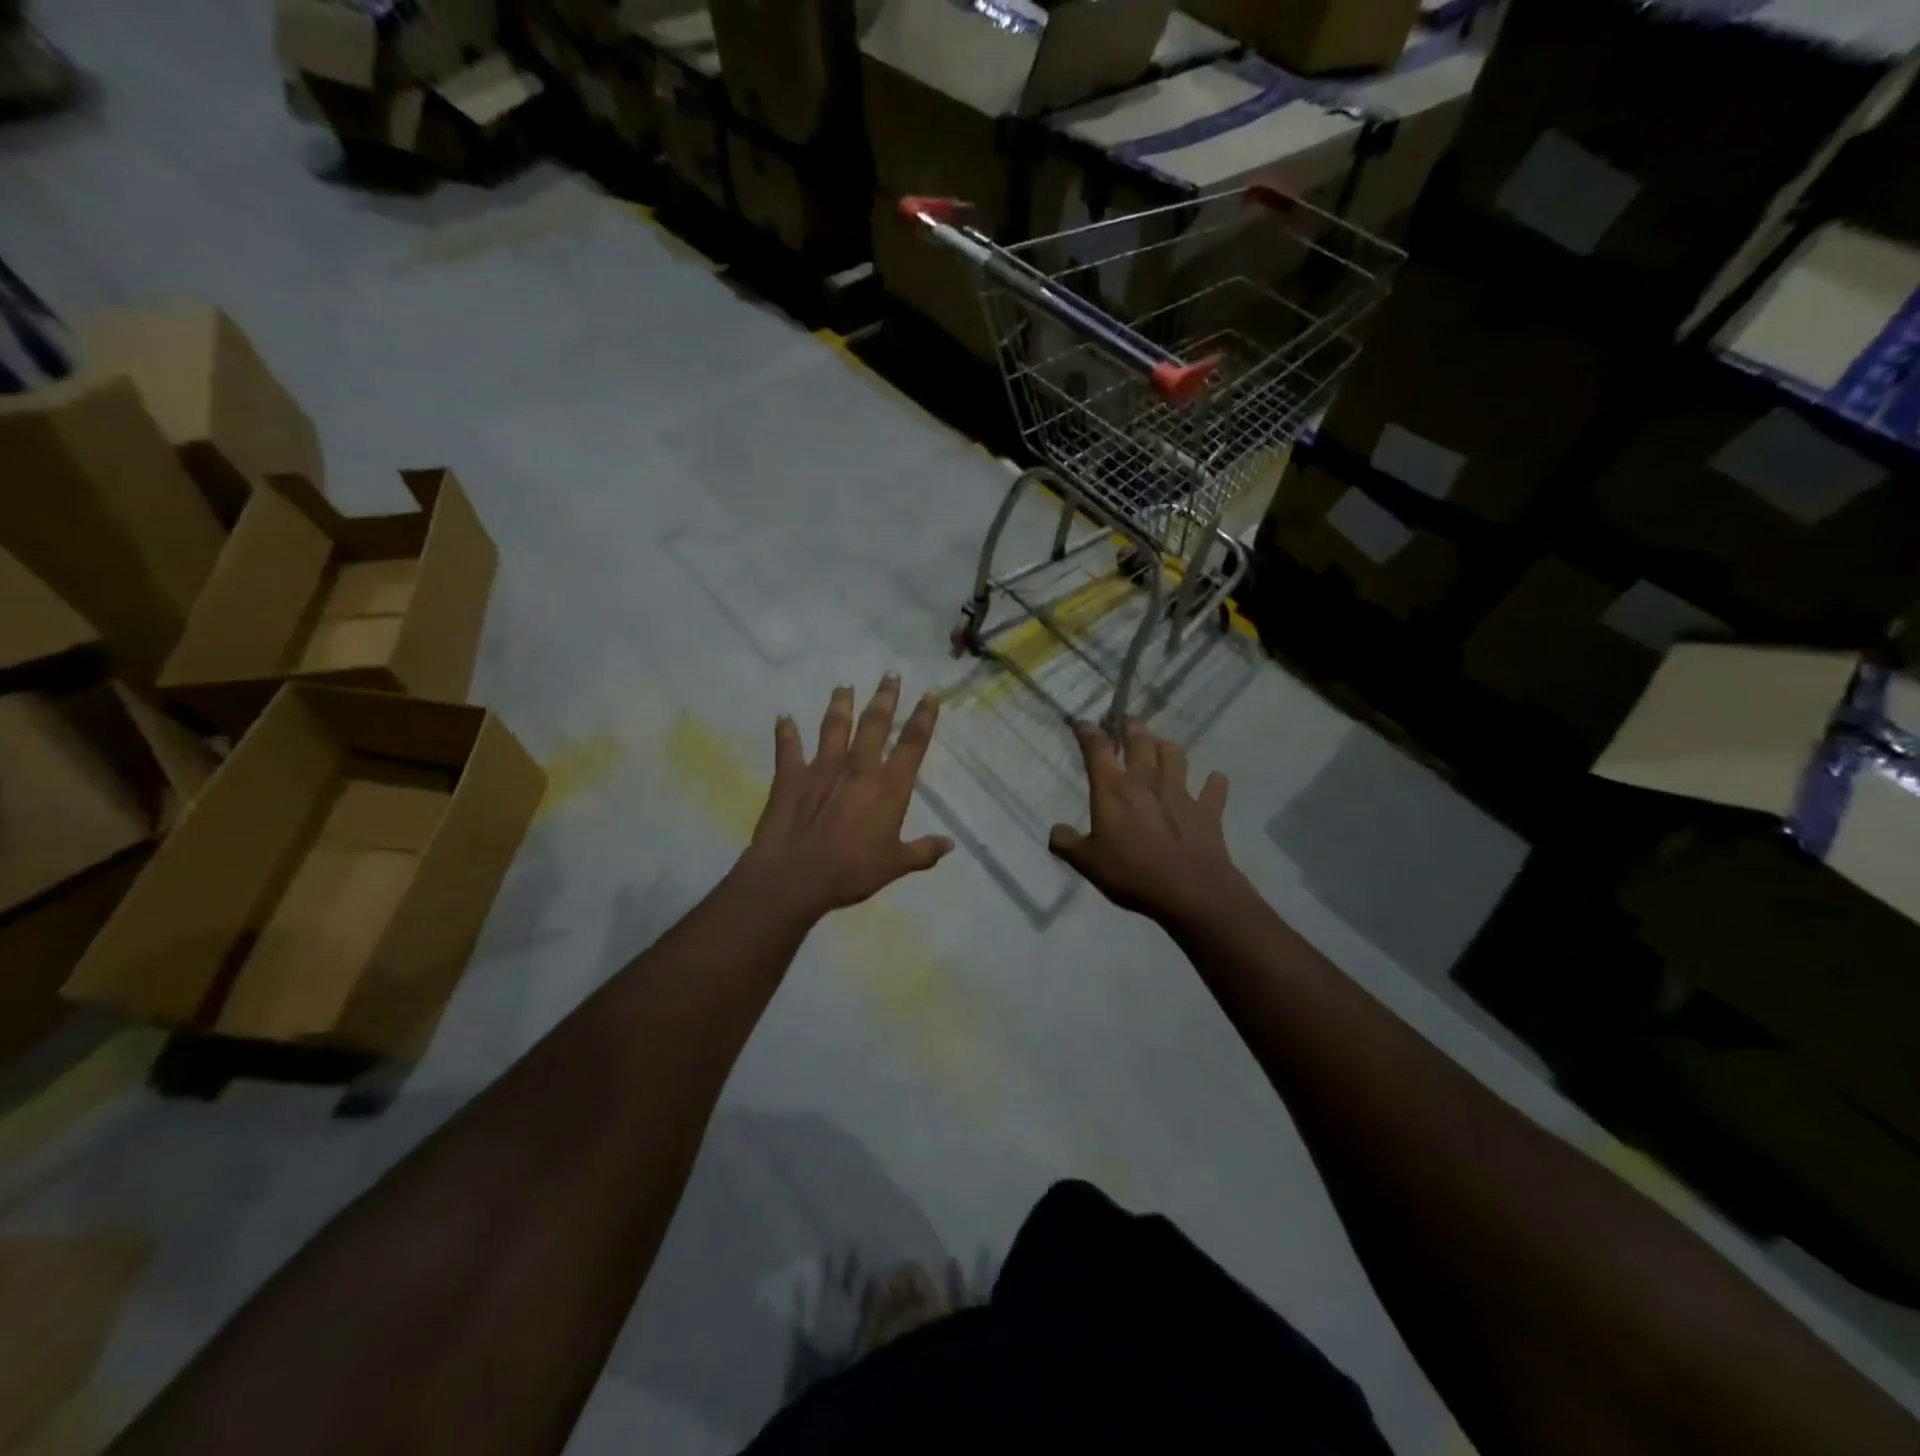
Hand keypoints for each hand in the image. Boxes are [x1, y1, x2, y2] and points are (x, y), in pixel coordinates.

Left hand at [742, 674, 953, 918]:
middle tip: (890, 674)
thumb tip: (950, 845)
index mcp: (890, 785)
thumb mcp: (896, 865)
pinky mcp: (791, 774)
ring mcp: (823, 766)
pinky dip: (785, 731)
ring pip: (834, 725)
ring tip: (844, 685)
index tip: (929, 693)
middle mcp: (859, 766)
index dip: (924, 717)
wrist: (797, 874)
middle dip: (885, 696)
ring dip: (840, 703)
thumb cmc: (853, 871)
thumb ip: (923, 851)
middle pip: (875, 722)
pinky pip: (788, 746)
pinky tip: (782, 716)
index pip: (913, 743)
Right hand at [1049, 718, 1245, 925]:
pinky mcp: (1208, 810)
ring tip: (1161, 747)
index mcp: (1113, 790)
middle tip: (1126, 721)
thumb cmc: (1132, 873)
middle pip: (1140, 742)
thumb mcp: (1088, 863)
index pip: (1097, 749)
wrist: (1191, 891)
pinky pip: (1214, 788)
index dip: (1088, 732)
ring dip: (1166, 748)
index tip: (1082, 723)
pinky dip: (1214, 782)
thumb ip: (1067, 844)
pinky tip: (1213, 780)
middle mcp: (1146, 781)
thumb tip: (1055, 831)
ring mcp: (1180, 793)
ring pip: (1175, 756)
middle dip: (1131, 727)